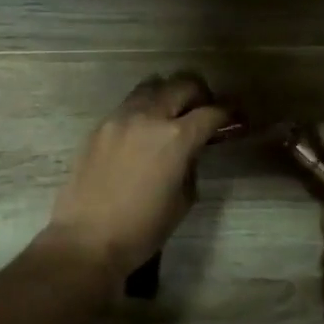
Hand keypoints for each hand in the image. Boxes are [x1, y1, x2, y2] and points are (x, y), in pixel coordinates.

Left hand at [41, 73, 231, 281]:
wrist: (87, 239)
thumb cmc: (143, 229)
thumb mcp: (183, 199)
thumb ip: (191, 164)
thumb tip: (191, 149)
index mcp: (177, 138)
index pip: (211, 112)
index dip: (229, 114)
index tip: (236, 118)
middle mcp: (149, 117)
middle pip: (183, 84)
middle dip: (200, 95)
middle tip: (204, 111)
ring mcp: (120, 117)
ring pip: (152, 85)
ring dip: (168, 94)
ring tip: (172, 115)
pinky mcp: (99, 126)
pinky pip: (128, 104)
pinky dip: (143, 109)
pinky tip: (143, 131)